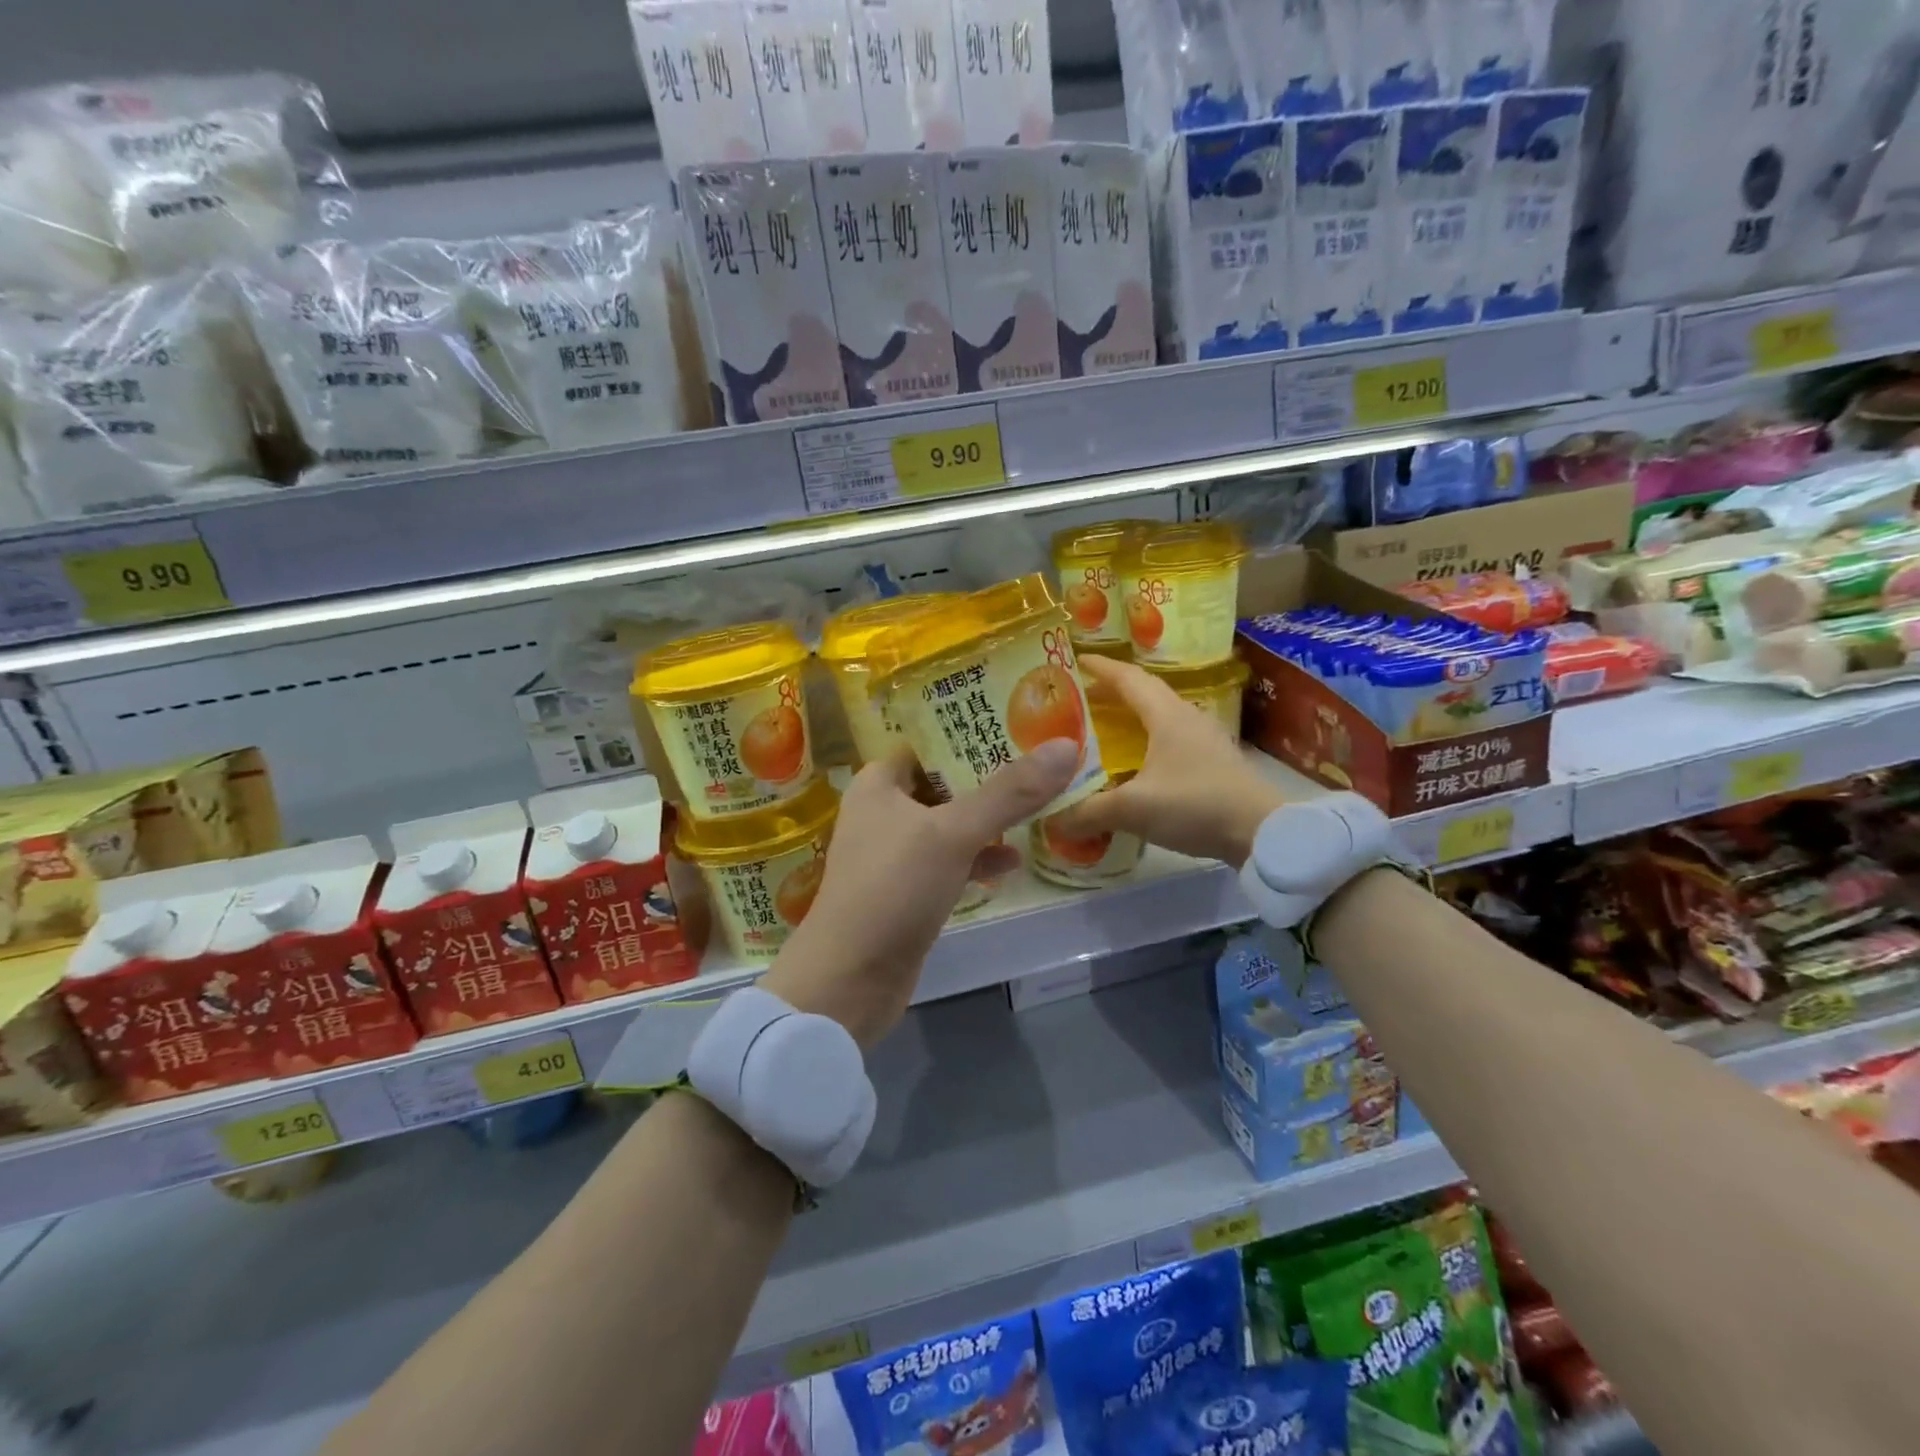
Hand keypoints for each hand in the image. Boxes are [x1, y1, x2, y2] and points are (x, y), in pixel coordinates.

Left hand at [760, 739, 1080, 1047]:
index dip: (970, 731)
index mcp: (879, 783)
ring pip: (951, 825)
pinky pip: (951, 863)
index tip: (1020, 724)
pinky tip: (1013, 864)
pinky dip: (978, 860)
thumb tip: (1066, 747)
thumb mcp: (953, 833)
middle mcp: (884, 811)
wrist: (849, 980)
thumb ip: (1008, 792)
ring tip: (1040, 808)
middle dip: (990, 777)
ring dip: (989, 821)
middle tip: (1043, 763)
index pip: (928, 742)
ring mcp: (896, 854)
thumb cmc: (892, 888)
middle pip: (945, 782)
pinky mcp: (910, 892)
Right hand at [1051, 655, 1282, 866]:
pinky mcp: (1212, 762)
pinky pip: (1169, 739)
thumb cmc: (1196, 805)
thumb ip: (1089, 812)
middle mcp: (1186, 718)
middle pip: (1144, 693)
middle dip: (1110, 692)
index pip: (1128, 678)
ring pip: (1158, 716)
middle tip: (1078, 699)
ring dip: (1129, 716)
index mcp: (1166, 715)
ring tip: (1102, 728)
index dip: (1100, 668)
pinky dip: (1145, 740)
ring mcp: (1204, 739)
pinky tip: (1133, 762)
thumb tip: (1051, 821)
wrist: (1263, 833)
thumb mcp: (1134, 809)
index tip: (1073, 661)